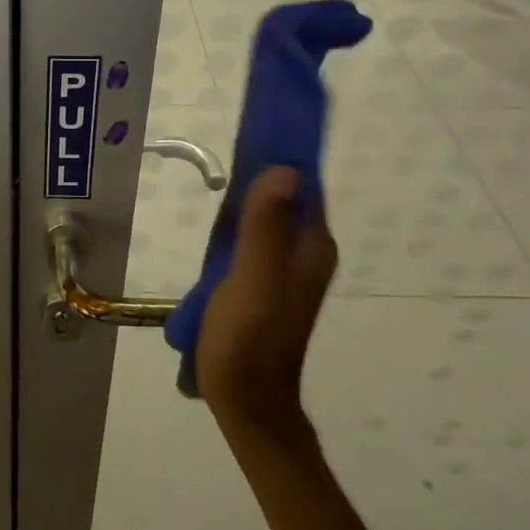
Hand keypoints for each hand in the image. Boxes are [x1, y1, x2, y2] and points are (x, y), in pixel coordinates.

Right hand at [196, 166, 338, 436]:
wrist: (246, 402)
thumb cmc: (247, 338)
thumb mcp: (253, 278)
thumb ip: (266, 226)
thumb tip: (285, 168)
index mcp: (311, 247)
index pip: (305, 184)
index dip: (285, 154)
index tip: (256, 128)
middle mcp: (307, 252)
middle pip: (289, 197)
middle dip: (265, 170)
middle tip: (229, 149)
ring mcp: (288, 268)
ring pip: (272, 215)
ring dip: (251, 195)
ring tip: (219, 176)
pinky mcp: (268, 280)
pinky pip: (259, 235)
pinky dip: (243, 219)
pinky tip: (218, 220)